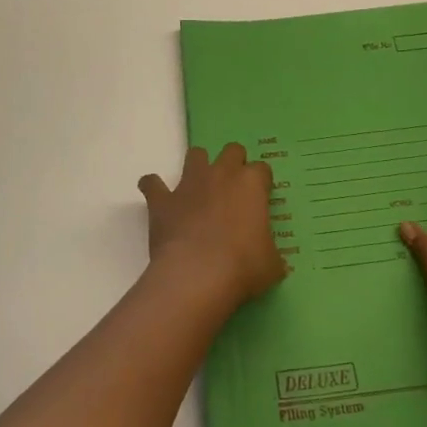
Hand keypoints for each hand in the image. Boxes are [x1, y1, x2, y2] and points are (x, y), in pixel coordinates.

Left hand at [139, 143, 285, 307]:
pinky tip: (157, 198)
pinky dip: (153, 187)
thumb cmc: (242, 267)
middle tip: (234, 189)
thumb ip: (272, 254)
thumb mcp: (271, 265)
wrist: (197, 276)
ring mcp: (189, 184)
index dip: (262, 182)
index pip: (262, 169)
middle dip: (234, 163)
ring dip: (198, 166)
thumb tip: (275, 262)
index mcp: (251, 185)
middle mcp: (221, 174)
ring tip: (199, 187)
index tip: (261, 198)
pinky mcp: (163, 200)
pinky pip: (151, 183)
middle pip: (232, 151)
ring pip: (195, 155)